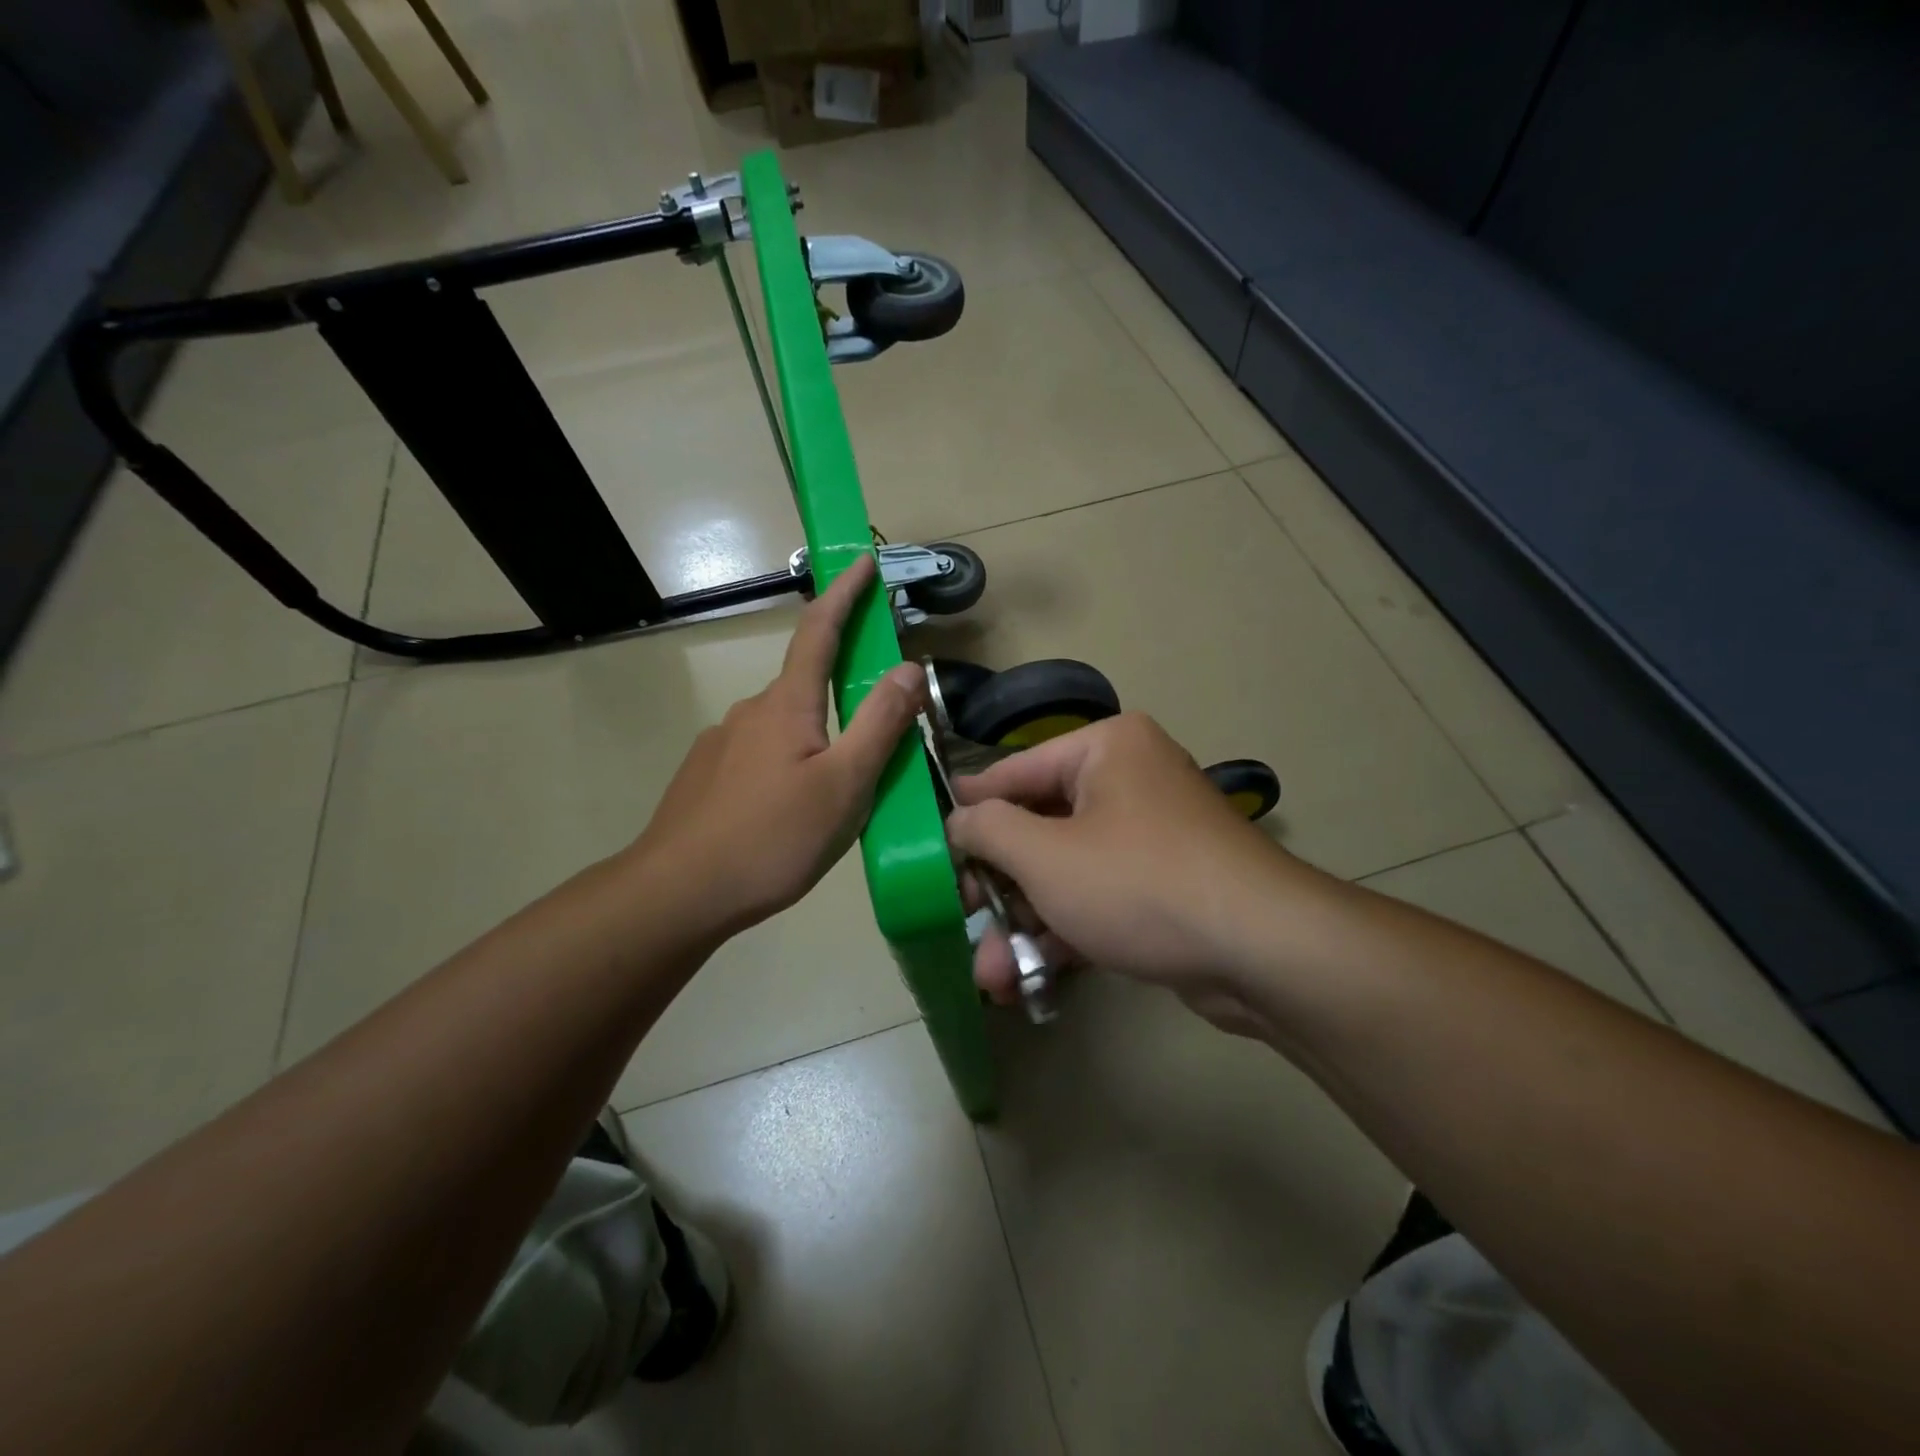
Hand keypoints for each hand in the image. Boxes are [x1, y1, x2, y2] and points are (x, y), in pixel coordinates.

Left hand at [629, 554, 925, 941]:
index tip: (864, 562)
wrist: (677, 893)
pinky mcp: (707, 776)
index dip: (845, 594)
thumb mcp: (845, 785)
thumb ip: (880, 724)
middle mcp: (751, 711)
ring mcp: (722, 744)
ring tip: (840, 793)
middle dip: (844, 690)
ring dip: (819, 738)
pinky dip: (791, 764)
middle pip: (806, 683)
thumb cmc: (772, 838)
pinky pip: (762, 755)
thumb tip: (909, 667)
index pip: (819, 630)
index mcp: (787, 704)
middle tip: (879, 735)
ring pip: (786, 727)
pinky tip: (794, 811)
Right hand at [947, 714, 1311, 1036]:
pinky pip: (1098, 899)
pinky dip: (1064, 933)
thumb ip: (989, 830)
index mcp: (1105, 748)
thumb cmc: (1139, 883)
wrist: (1262, 952)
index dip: (970, 807)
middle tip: (959, 919)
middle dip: (998, 887)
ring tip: (989, 975)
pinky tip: (1026, 978)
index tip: (930, 837)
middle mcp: (1129, 781)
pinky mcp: (1163, 887)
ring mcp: (1149, 837)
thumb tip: (958, 819)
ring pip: (1066, 872)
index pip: (1015, 771)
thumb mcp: (1046, 855)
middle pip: (1040, 827)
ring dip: (1025, 922)